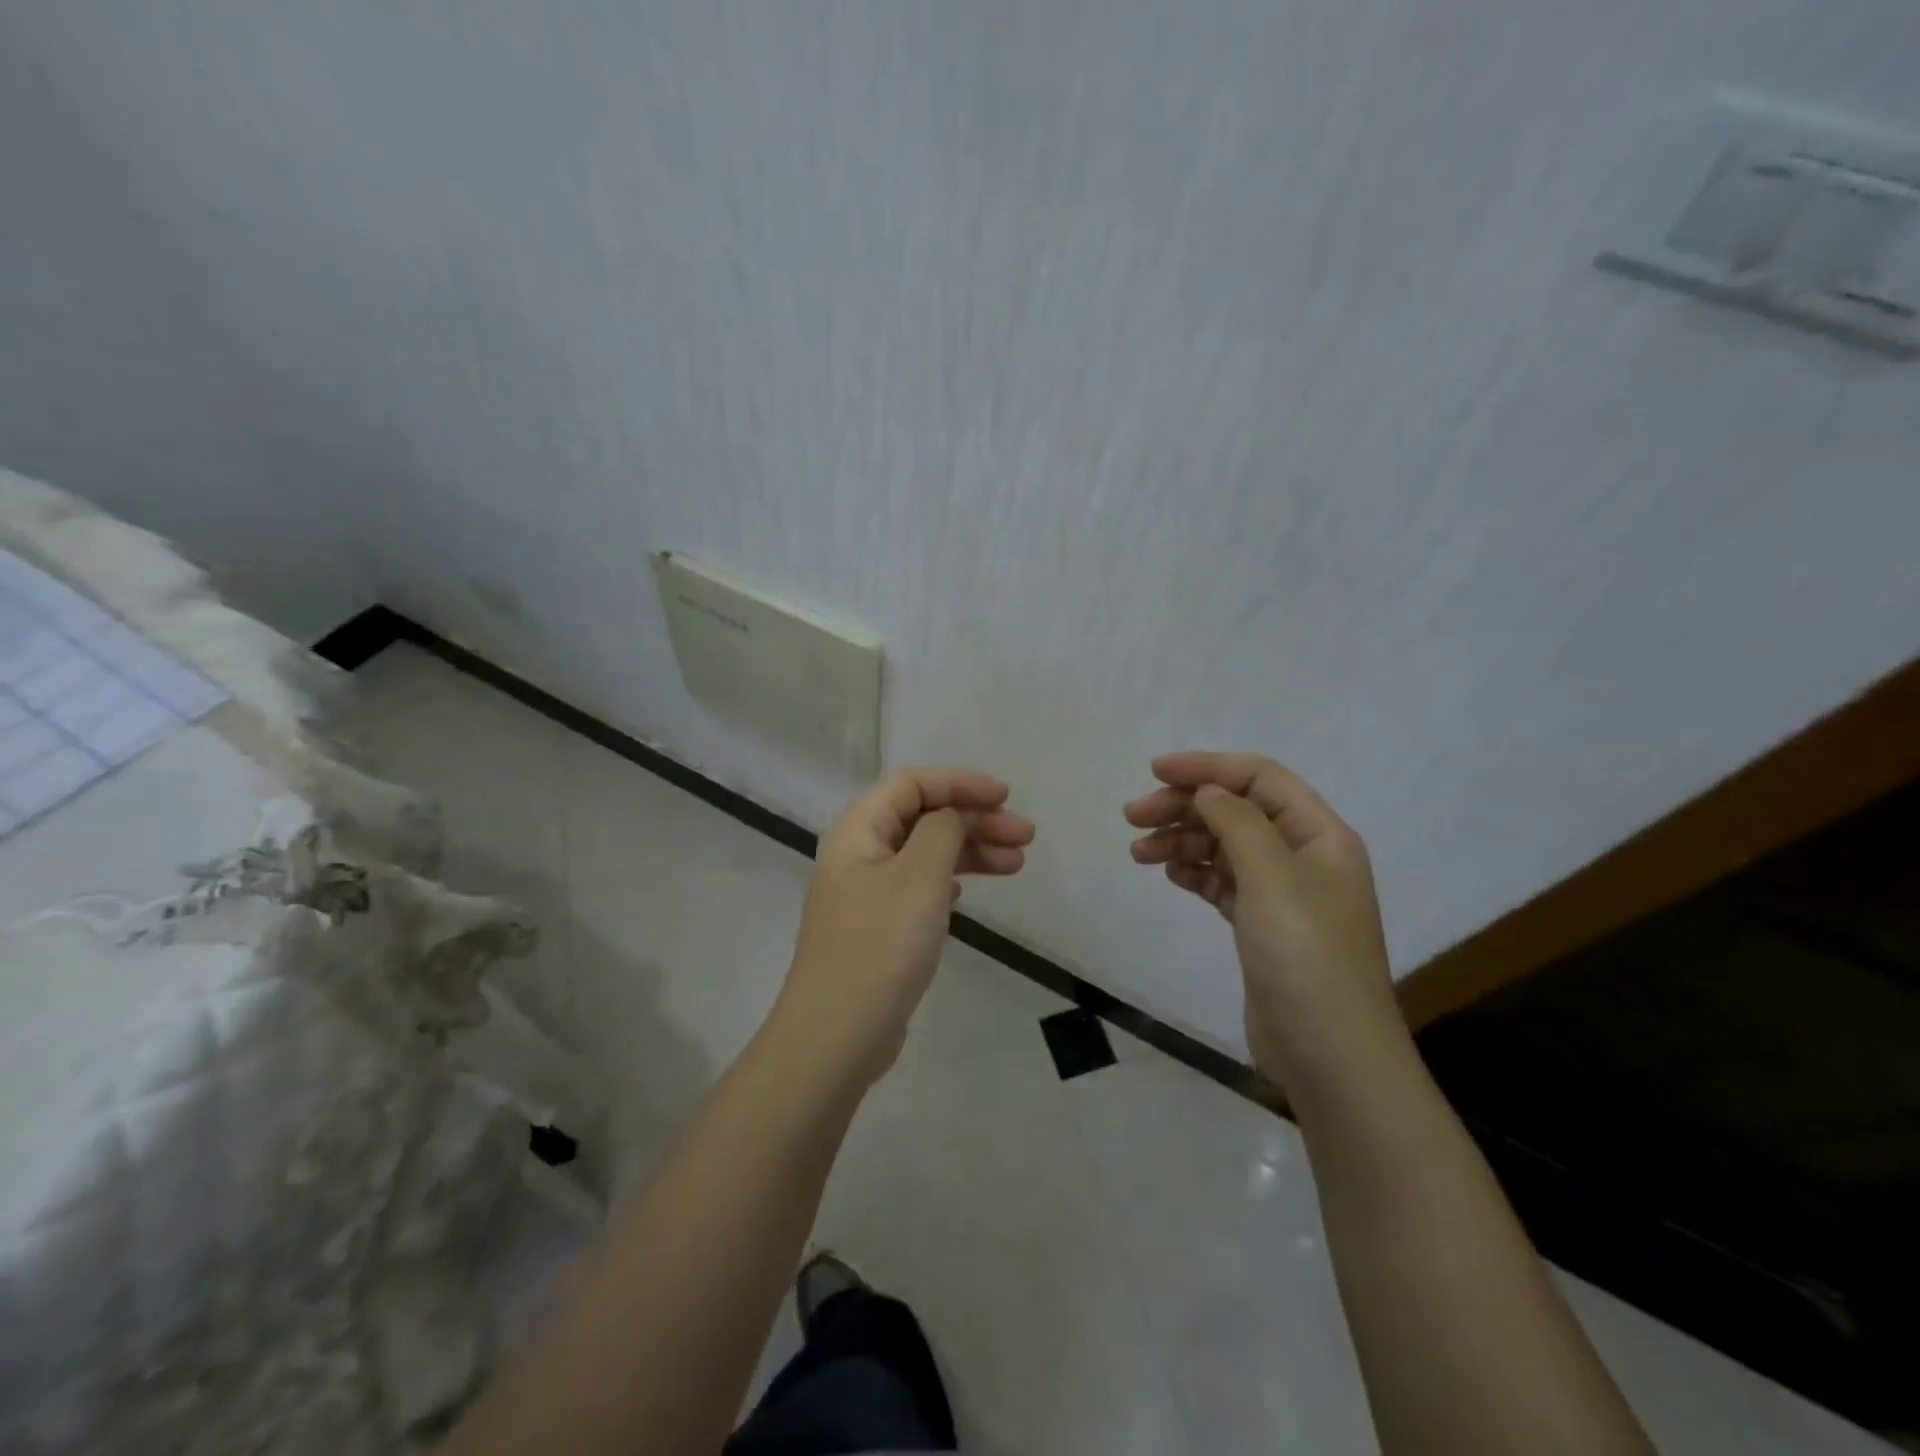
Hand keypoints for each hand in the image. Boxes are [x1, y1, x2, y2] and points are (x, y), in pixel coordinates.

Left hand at [781, 767, 1033, 1081]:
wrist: (837, 1035)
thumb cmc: (881, 945)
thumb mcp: (919, 877)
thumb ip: (942, 831)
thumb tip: (952, 814)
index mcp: (859, 830)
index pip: (912, 784)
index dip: (960, 783)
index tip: (1006, 797)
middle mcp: (858, 854)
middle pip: (922, 817)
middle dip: (975, 820)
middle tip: (1025, 837)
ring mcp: (866, 893)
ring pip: (925, 854)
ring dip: (970, 851)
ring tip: (1017, 864)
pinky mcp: (877, 928)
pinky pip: (919, 886)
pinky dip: (949, 880)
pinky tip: (968, 892)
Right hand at [1125, 752, 1395, 1080]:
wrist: (1329, 1055)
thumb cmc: (1305, 956)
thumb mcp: (1272, 877)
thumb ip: (1237, 822)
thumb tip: (1209, 790)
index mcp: (1319, 835)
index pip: (1260, 779)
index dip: (1207, 767)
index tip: (1154, 772)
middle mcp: (1303, 857)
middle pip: (1236, 811)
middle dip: (1184, 807)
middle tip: (1132, 817)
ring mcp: (1283, 895)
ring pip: (1224, 847)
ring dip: (1182, 840)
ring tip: (1138, 852)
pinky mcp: (1262, 927)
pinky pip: (1222, 883)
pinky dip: (1194, 872)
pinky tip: (1169, 873)